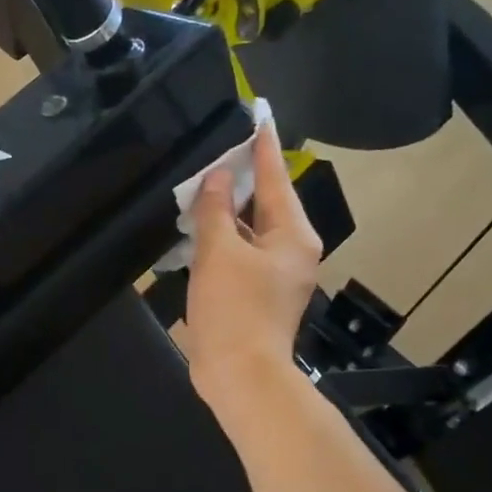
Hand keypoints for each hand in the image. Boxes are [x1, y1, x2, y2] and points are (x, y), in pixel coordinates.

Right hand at [181, 120, 322, 406]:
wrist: (239, 376)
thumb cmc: (234, 309)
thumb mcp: (219, 253)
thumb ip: (215, 210)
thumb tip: (216, 178)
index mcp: (293, 235)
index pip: (276, 178)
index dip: (263, 146)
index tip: (258, 115)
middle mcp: (292, 250)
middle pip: (265, 204)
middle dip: (240, 180)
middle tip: (216, 150)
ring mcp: (275, 275)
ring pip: (249, 231)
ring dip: (225, 213)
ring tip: (199, 189)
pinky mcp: (256, 295)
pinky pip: (239, 255)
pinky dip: (221, 241)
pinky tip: (197, 232)